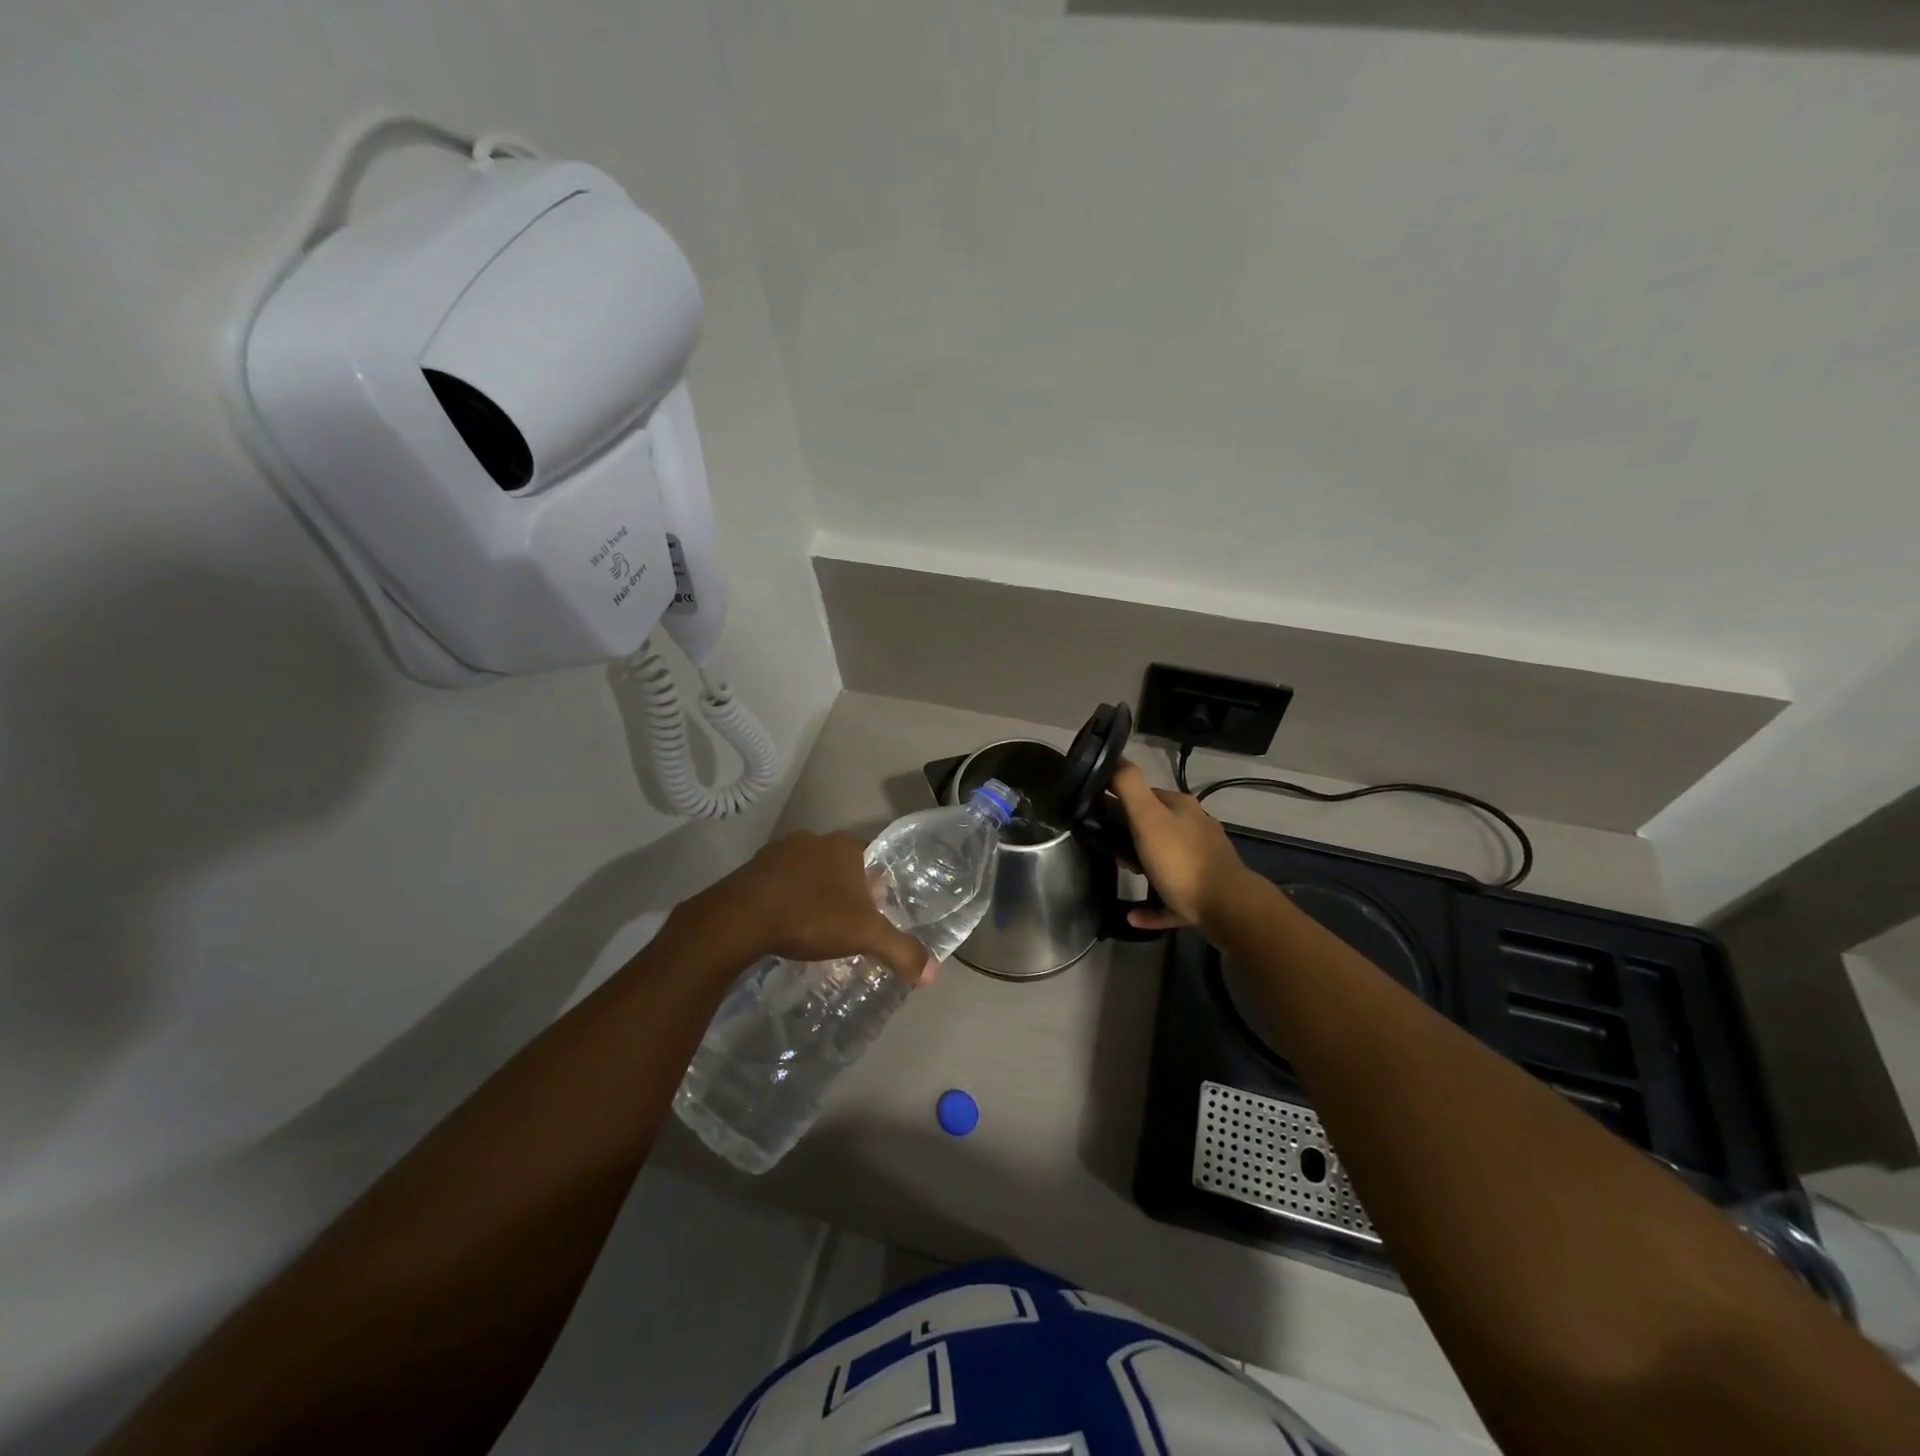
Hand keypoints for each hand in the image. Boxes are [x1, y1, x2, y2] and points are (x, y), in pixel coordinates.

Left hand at [699, 831, 935, 982]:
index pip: (871, 858)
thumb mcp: (865, 936)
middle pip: (839, 865)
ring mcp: (779, 851)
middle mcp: (814, 839)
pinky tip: (783, 924)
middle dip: (844, 890)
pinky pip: (778, 882)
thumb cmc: (812, 916)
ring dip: (813, 893)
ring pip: (807, 871)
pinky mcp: (751, 868)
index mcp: (845, 846)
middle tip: (846, 924)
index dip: (876, 885)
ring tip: (814, 926)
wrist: (741, 918)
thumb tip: (933, 973)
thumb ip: (901, 951)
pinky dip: (785, 898)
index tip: (875, 911)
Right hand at [1109, 763, 1253, 931]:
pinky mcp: (1205, 892)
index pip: (1147, 795)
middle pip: (1157, 827)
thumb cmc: (1181, 859)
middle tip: (1113, 851)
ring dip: (1144, 867)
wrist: (1226, 906)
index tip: (1101, 817)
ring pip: (1166, 860)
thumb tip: (1114, 756)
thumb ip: (1128, 785)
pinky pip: (1171, 896)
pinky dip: (1153, 903)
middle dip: (1133, 837)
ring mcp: (1204, 861)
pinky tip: (1134, 914)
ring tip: (1124, 874)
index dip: (1122, 803)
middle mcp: (1196, 828)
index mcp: (1182, 808)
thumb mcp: (1147, 817)